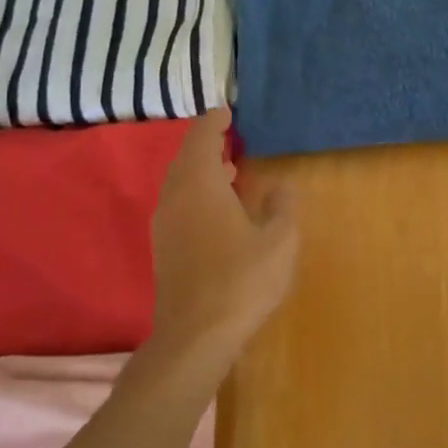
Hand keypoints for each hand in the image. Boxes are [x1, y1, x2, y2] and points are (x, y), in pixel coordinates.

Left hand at [151, 109, 298, 358]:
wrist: (195, 335)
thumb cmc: (242, 280)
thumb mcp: (280, 240)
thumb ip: (282, 205)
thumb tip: (283, 184)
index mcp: (200, 186)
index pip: (201, 138)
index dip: (214, 122)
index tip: (227, 111)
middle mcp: (175, 198)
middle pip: (185, 159)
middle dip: (206, 145)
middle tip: (230, 138)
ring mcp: (165, 225)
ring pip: (179, 184)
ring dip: (201, 171)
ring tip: (229, 169)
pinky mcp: (164, 249)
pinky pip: (178, 205)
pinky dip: (196, 194)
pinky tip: (218, 210)